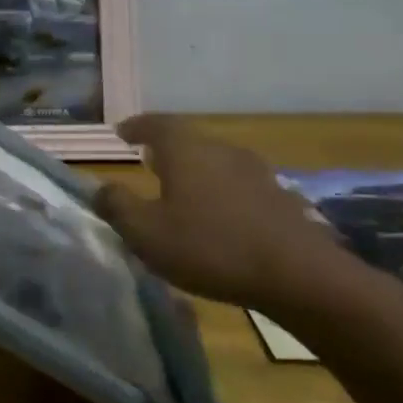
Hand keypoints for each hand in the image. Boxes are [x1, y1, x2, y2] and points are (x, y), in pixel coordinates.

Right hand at [93, 114, 351, 313]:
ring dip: (197, 172)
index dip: (136, 126)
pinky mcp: (282, 201)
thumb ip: (116, 206)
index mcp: (186, 150)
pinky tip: (220, 218)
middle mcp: (222, 151)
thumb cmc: (211, 247)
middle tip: (148, 160)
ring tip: (182, 190)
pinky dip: (223, 194)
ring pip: (217, 163)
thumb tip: (99, 189)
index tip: (122, 132)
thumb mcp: (146, 232)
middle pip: (189, 140)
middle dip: (166, 149)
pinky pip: (241, 187)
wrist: (303, 278)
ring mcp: (258, 174)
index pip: (156, 124)